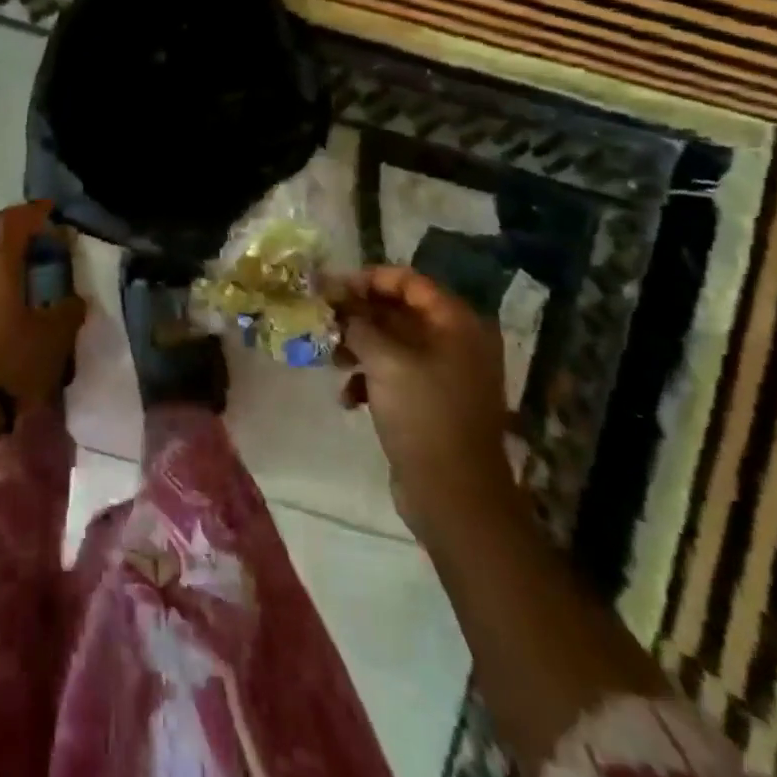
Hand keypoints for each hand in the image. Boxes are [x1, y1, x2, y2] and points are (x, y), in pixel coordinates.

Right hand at [335, 267, 517, 532]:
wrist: (454, 496)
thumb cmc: (423, 415)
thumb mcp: (384, 361)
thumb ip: (359, 324)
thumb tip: (339, 307)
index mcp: (455, 323)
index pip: (408, 281)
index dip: (368, 279)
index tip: (331, 288)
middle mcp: (455, 342)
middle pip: (399, 311)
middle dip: (358, 314)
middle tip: (321, 318)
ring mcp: (445, 374)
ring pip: (393, 343)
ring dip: (358, 346)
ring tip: (329, 357)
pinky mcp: (431, 402)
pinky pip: (395, 374)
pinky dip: (370, 378)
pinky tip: (348, 397)